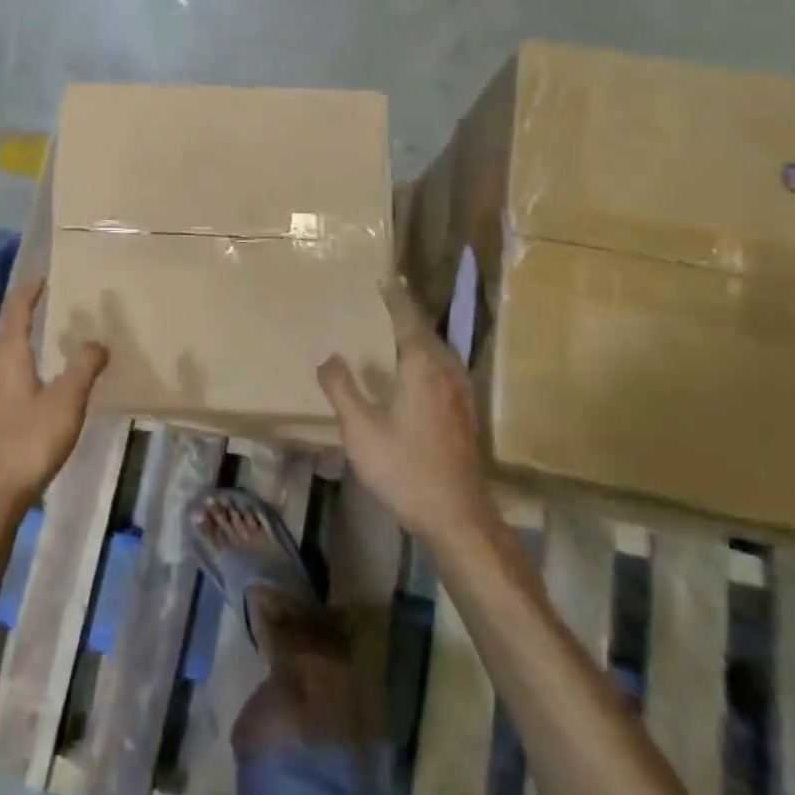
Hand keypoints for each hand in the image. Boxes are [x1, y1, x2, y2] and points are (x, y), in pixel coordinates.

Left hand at [0, 277, 108, 517]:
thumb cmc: (29, 441)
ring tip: (43, 350)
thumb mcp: (67, 402)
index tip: (43, 278)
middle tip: (52, 313)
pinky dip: (12, 372)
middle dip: (25, 319)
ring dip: (18, 348)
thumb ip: (84, 367)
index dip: (29, 291)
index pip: (16, 309)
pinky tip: (27, 390)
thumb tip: (97, 342)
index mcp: (6, 353)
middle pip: (4, 332)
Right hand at [316, 278, 487, 545]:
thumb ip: (342, 389)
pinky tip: (417, 372)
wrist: (458, 516)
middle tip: (386, 299)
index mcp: (423, 368)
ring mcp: (462, 394)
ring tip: (398, 330)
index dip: (395, 298)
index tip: (385, 278)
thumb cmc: (405, 469)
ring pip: (440, 352)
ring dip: (419, 336)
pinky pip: (445, 369)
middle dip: (407, 314)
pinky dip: (428, 356)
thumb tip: (328, 356)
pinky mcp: (466, 414)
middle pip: (427, 332)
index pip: (408, 320)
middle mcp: (447, 373)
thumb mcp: (360, 430)